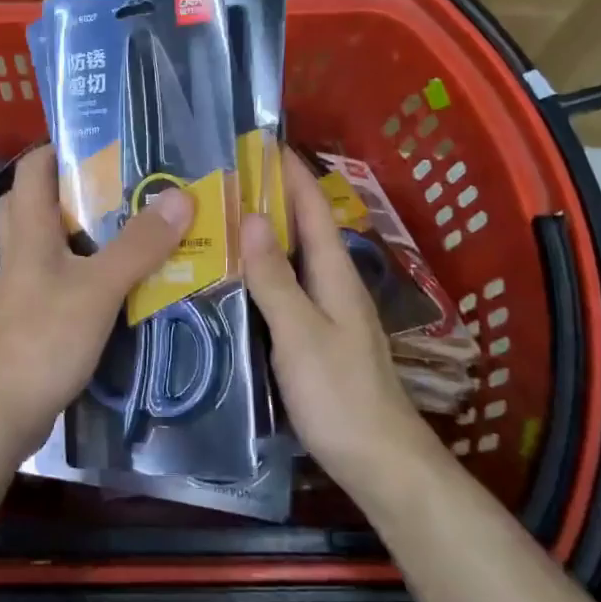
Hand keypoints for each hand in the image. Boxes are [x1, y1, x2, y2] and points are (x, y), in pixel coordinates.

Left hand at [0, 146, 194, 458]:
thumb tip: (181, 195)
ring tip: (127, 227)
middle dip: (72, 187)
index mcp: (29, 229)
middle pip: (34, 200)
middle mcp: (21, 250)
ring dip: (81, 229)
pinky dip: (83, 267)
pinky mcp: (33, 314)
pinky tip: (117, 280)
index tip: (105, 144)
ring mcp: (24, 284)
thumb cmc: (44, 339)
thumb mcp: (99, 288)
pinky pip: (57, 274)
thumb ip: (138, 244)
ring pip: (47, 239)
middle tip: (118, 187)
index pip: (32, 168)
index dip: (61, 148)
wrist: (1, 413)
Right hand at [241, 153, 441, 499]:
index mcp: (334, 273)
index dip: (290, 172)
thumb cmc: (339, 394)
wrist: (379, 461)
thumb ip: (274, 277)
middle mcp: (333, 283)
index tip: (261, 140)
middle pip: (302, 227)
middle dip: (271, 195)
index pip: (312, 208)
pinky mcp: (315, 335)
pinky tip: (235, 276)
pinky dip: (262, 268)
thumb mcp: (300, 332)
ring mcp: (326, 311)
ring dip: (264, 231)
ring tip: (222, 215)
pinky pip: (285, 286)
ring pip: (292, 257)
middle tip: (225, 175)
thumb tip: (250, 216)